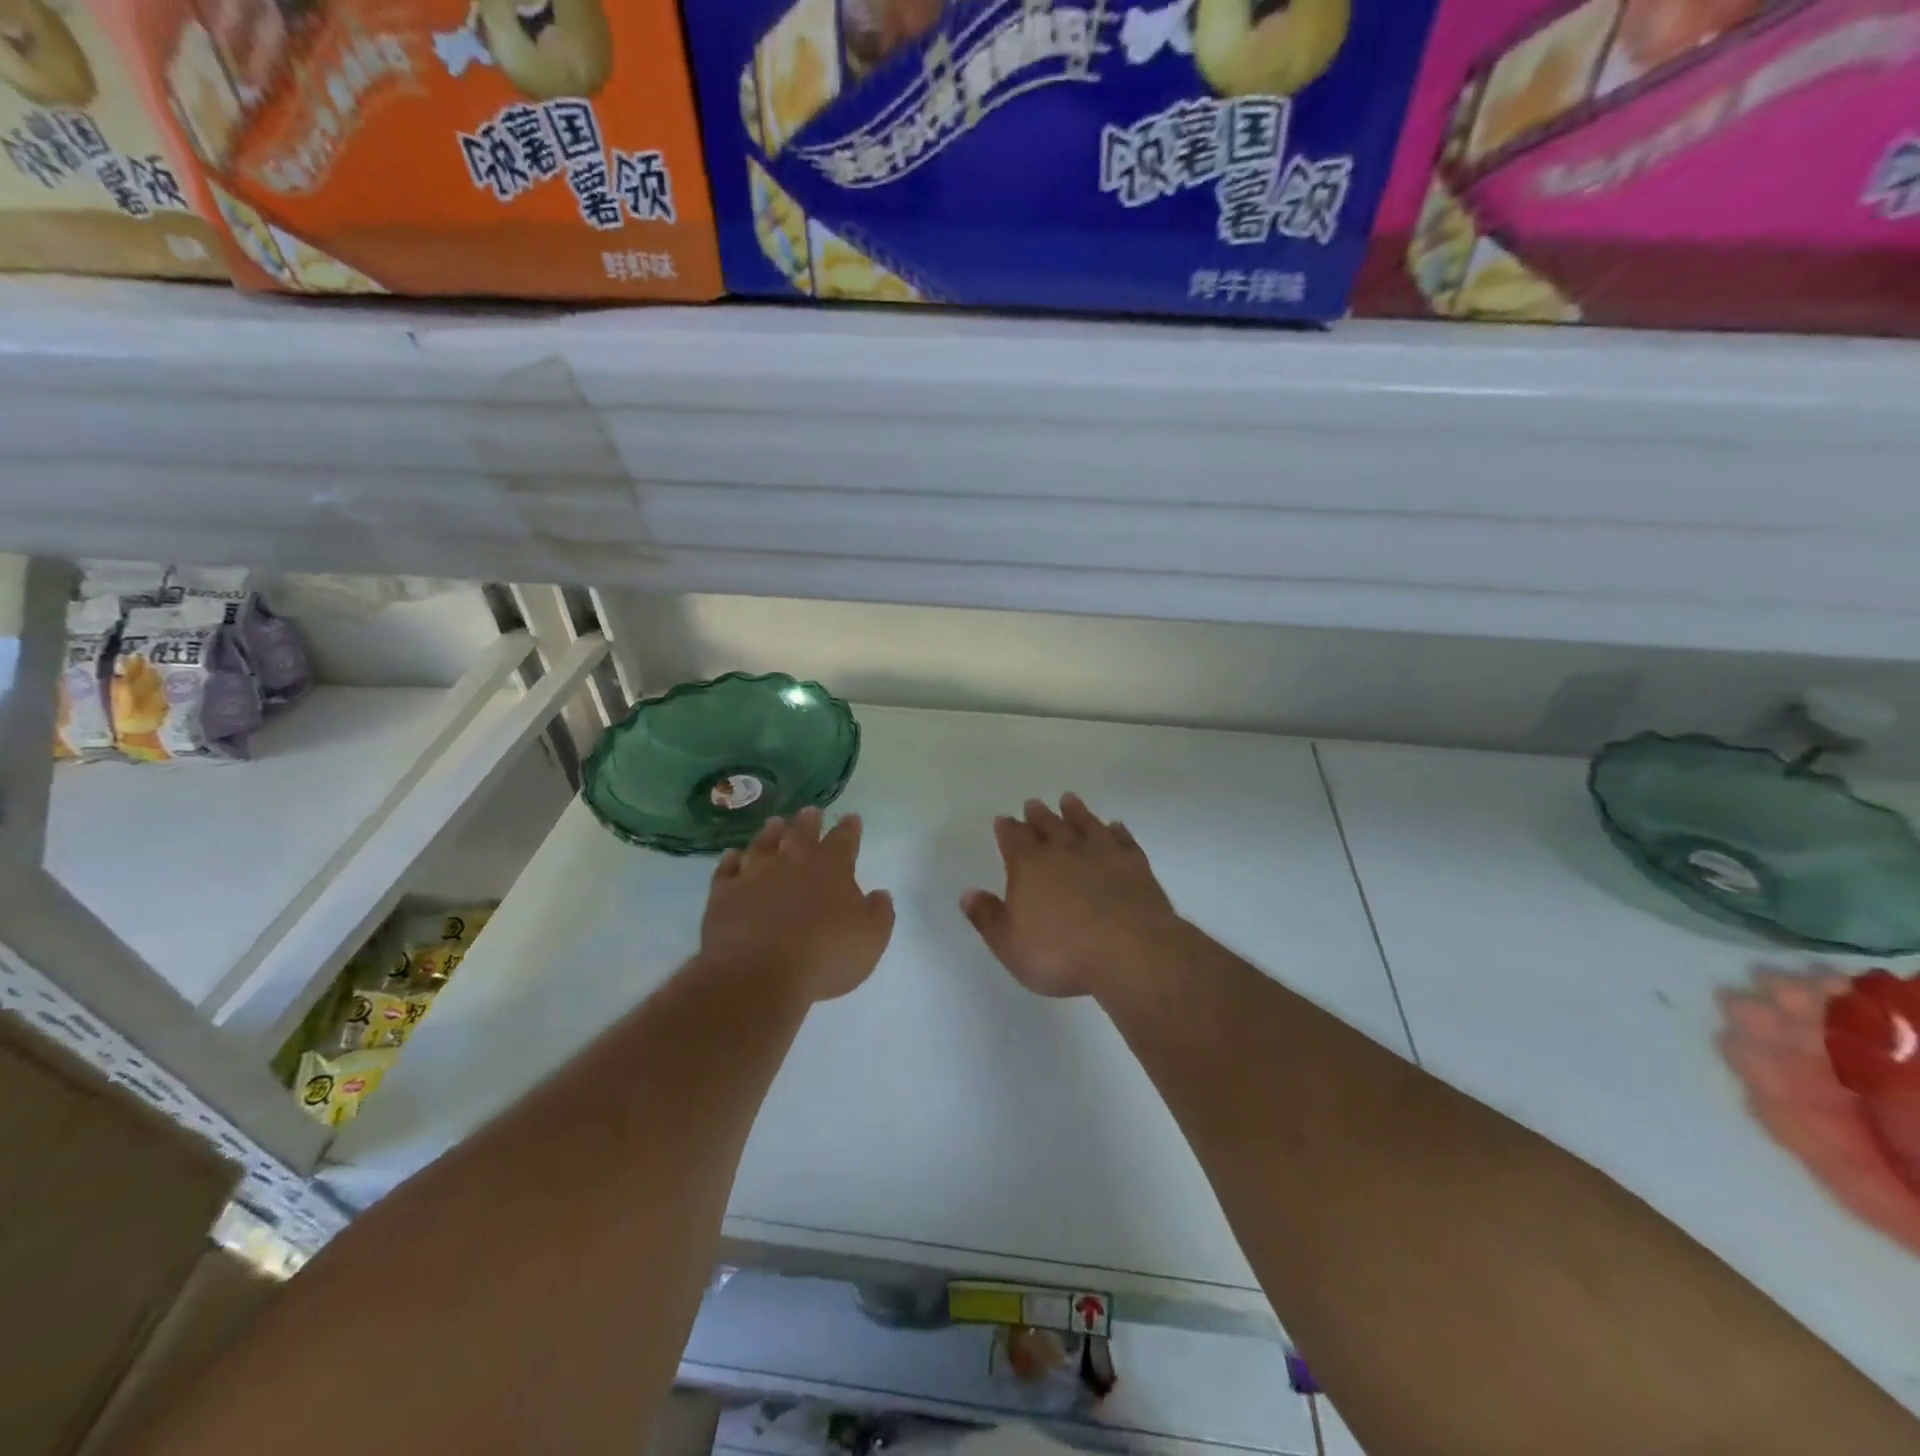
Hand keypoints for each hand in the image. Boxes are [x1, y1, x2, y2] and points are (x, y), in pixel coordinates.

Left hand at [701, 807, 894, 1004]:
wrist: (757, 974)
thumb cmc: (824, 956)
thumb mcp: (871, 938)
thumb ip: (879, 912)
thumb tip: (880, 894)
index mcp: (831, 866)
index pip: (844, 838)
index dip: (849, 828)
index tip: (852, 817)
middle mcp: (792, 861)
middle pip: (801, 832)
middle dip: (809, 820)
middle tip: (811, 811)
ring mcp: (754, 874)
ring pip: (763, 843)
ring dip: (771, 832)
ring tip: (775, 823)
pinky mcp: (724, 893)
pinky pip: (727, 869)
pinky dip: (732, 859)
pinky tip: (733, 855)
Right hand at [961, 793, 1184, 998]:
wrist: (1130, 952)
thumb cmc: (1062, 954)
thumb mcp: (1010, 945)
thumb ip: (987, 917)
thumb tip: (968, 893)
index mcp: (1030, 866)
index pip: (1014, 839)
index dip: (1007, 829)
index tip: (1004, 819)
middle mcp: (1064, 850)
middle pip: (1048, 825)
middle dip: (1038, 815)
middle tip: (1033, 803)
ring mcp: (1103, 854)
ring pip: (1085, 824)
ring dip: (1076, 812)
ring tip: (1069, 800)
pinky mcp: (1135, 865)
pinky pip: (1123, 839)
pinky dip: (1117, 831)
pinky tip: (1115, 827)